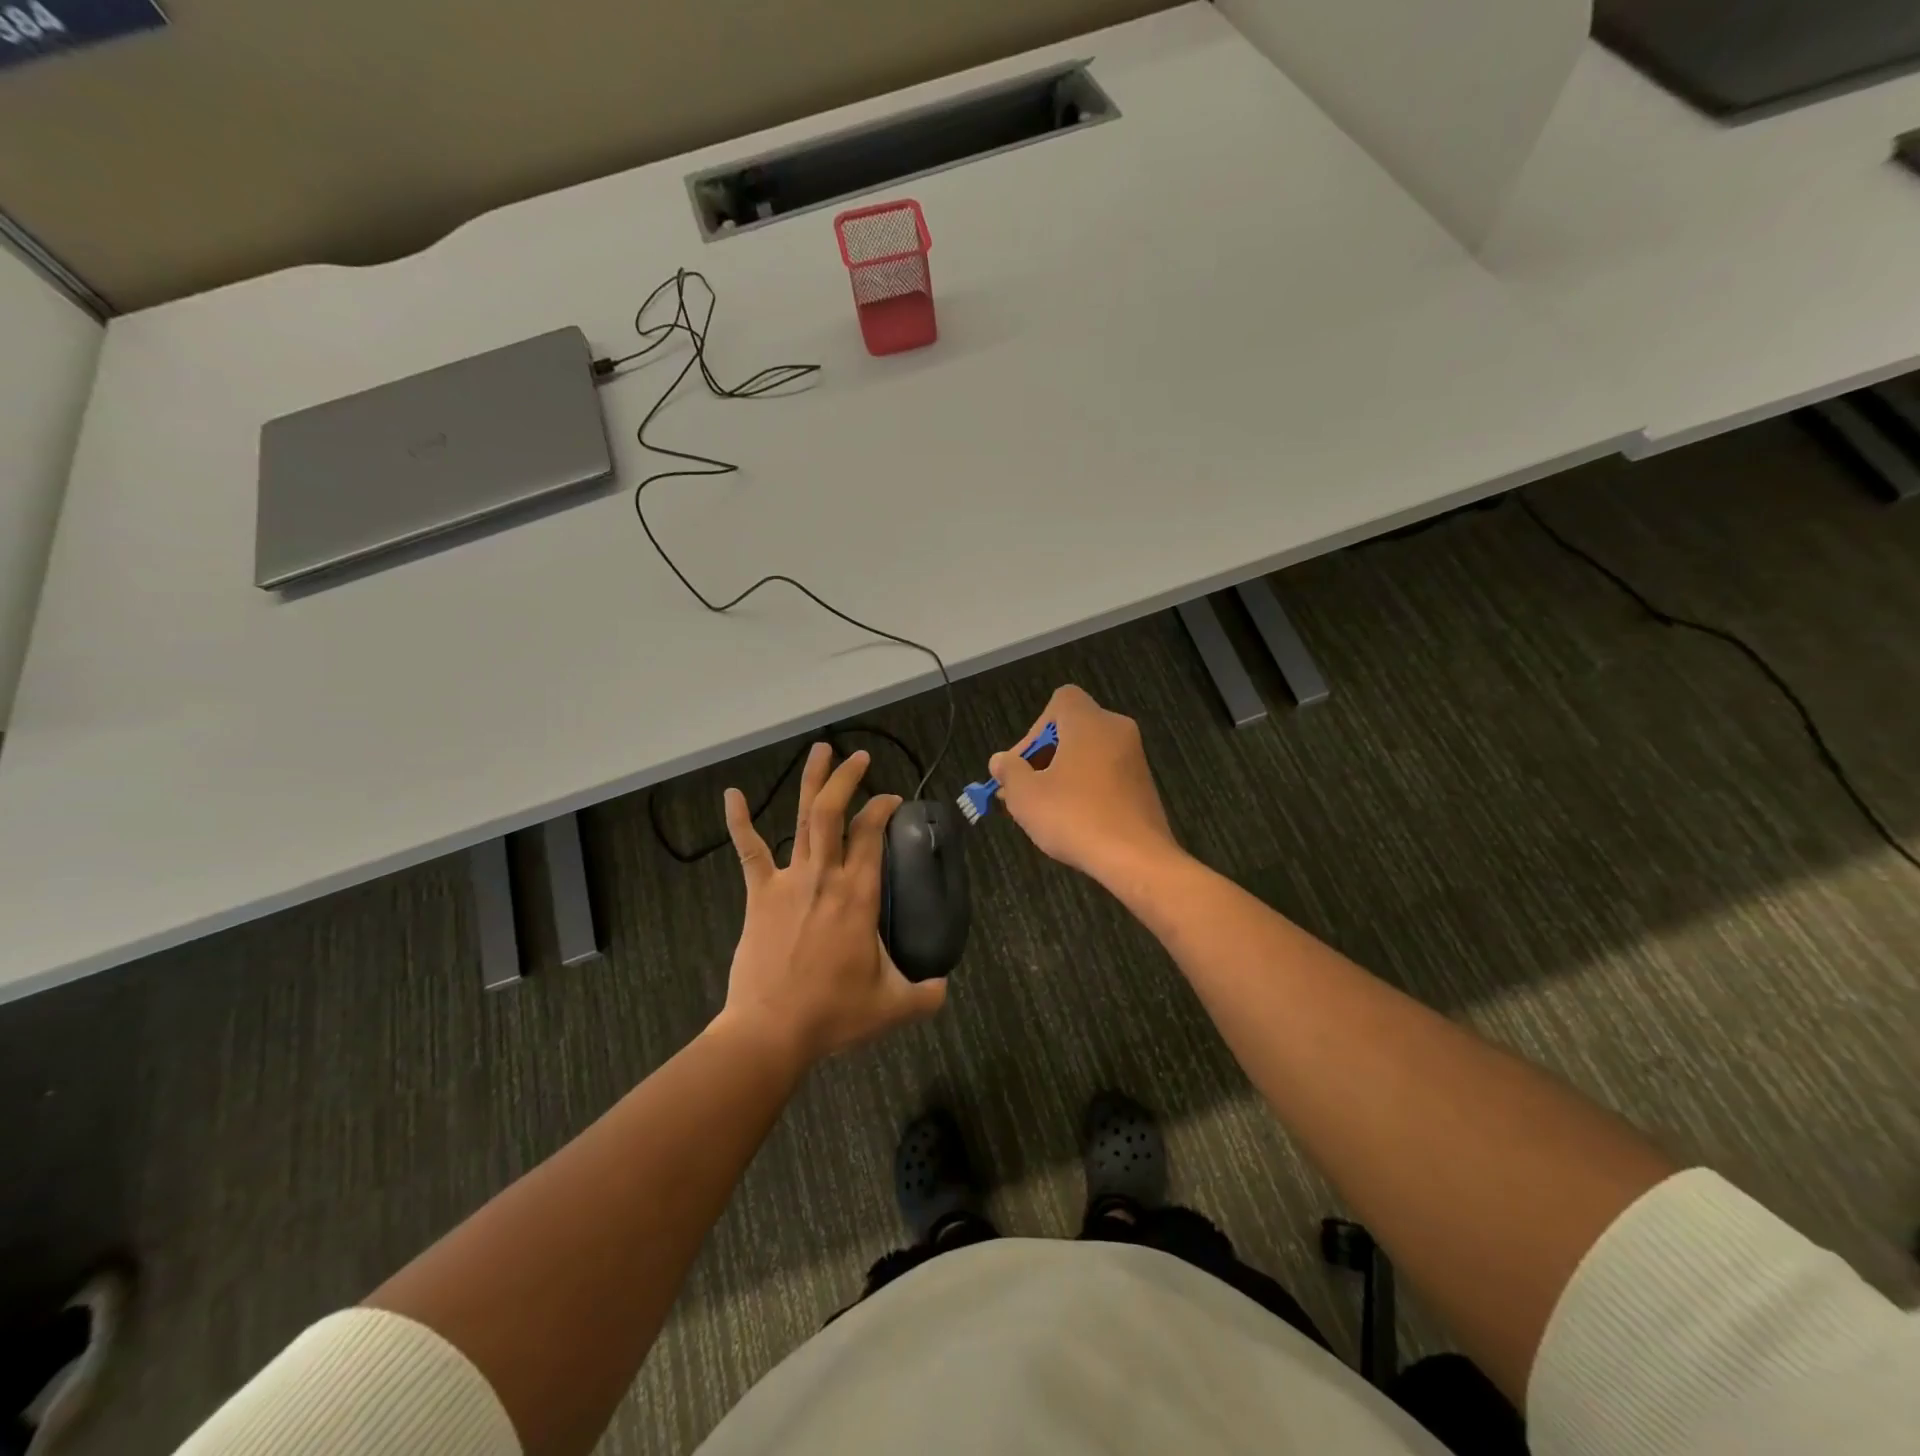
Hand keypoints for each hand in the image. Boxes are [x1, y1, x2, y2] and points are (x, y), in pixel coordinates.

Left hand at [717, 744, 946, 1065]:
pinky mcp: (759, 894)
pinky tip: (732, 795)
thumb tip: (944, 986)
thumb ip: (927, 994)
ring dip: (811, 783)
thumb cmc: (833, 1013)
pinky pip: (749, 851)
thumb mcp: (894, 1006)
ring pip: (801, 820)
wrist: (771, 1030)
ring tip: (820, 750)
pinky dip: (740, 821)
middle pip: (834, 812)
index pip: (872, 833)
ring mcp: (789, 881)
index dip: (883, 807)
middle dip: (848, 779)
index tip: (892, 799)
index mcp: (859, 894)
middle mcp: (825, 876)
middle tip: (860, 758)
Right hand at [989, 684, 1179, 886]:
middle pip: (1072, 729)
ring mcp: (1135, 759)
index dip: (1035, 728)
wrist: (1137, 859)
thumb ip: (1009, 771)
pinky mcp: (1144, 786)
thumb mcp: (1026, 795)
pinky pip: (1105, 775)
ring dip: (1062, 775)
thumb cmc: (1075, 817)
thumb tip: (1001, 761)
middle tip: (1023, 790)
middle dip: (1043, 757)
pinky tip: (1073, 820)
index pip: (1061, 700)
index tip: (1023, 764)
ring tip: (1043, 810)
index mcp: (1090, 722)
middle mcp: (1117, 731)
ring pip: (1088, 755)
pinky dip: (1086, 789)